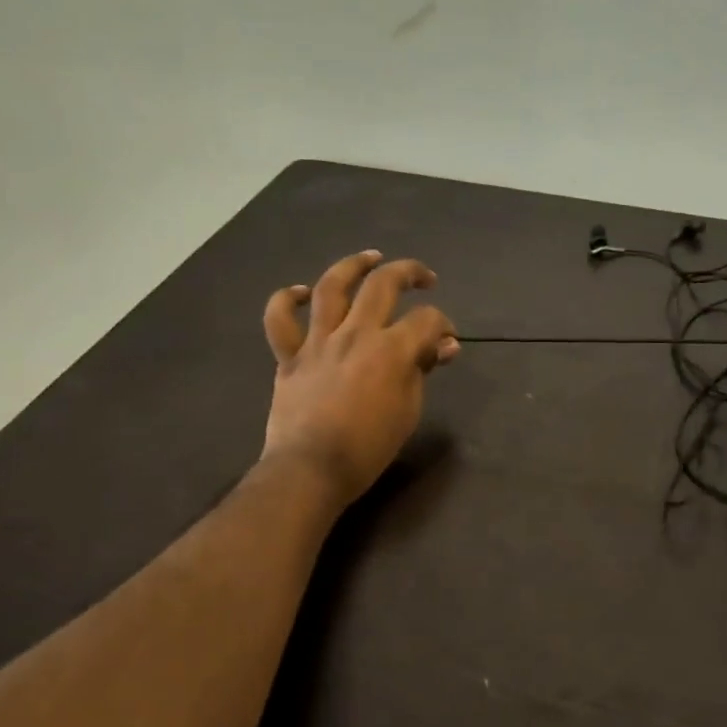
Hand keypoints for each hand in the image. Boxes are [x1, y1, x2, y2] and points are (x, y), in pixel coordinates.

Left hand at [261, 251, 457, 506]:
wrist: (312, 468)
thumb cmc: (369, 446)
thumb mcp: (409, 410)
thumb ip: (422, 370)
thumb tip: (444, 346)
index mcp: (391, 349)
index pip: (426, 320)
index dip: (443, 325)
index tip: (446, 341)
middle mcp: (355, 333)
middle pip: (383, 284)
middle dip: (408, 272)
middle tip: (423, 277)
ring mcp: (318, 341)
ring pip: (331, 286)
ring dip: (353, 265)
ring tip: (369, 258)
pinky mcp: (289, 356)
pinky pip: (280, 319)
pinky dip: (287, 300)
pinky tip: (301, 292)